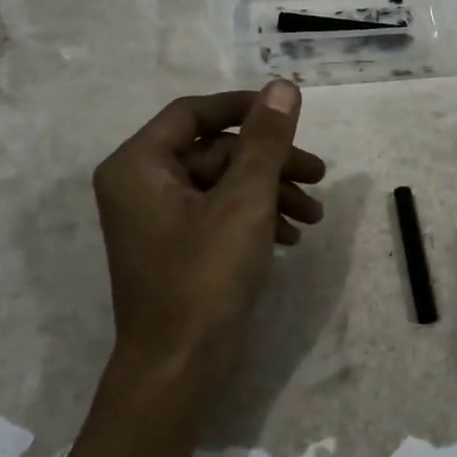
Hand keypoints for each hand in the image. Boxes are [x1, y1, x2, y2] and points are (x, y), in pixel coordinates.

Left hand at [93, 83, 324, 411]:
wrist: (178, 370)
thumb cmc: (205, 277)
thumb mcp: (245, 201)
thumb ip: (265, 140)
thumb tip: (281, 86)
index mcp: (138, 165)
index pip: (193, 113)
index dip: (245, 108)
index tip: (289, 114)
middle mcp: (139, 185)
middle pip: (213, 151)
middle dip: (270, 163)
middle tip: (318, 176)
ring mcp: (156, 219)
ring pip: (221, 184)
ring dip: (270, 192)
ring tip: (313, 216)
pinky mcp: (175, 247)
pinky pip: (217, 213)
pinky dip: (255, 217)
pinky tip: (291, 237)